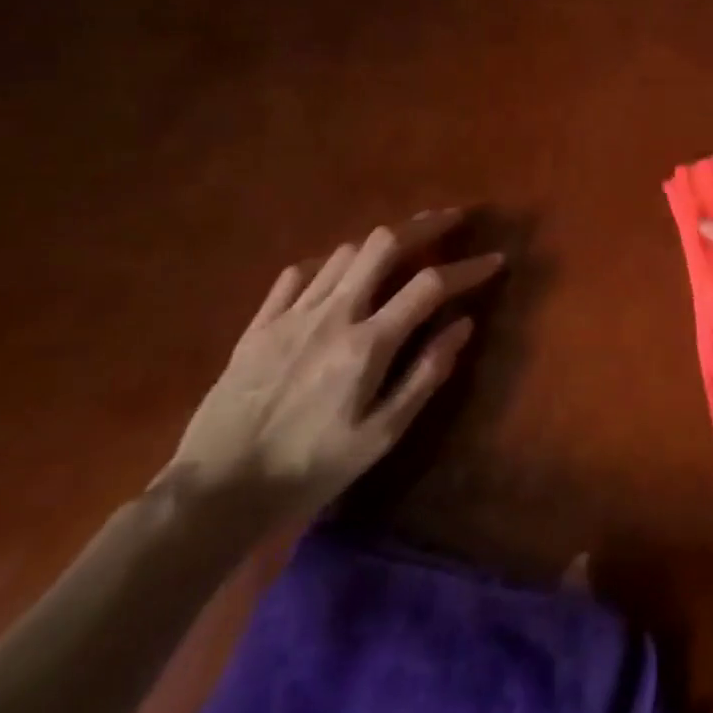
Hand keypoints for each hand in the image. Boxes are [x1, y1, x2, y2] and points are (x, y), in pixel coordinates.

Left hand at [164, 212, 503, 520]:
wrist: (217, 492)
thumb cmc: (311, 468)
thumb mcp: (382, 435)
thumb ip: (425, 374)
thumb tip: (463, 325)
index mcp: (367, 344)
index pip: (430, 285)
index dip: (468, 267)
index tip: (495, 259)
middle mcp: (332, 315)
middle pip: (382, 245)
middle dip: (423, 225)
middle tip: (450, 220)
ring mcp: (290, 315)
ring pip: (342, 253)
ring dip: (379, 244)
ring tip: (401, 250)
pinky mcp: (258, 326)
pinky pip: (297, 275)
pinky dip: (326, 265)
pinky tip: (336, 276)